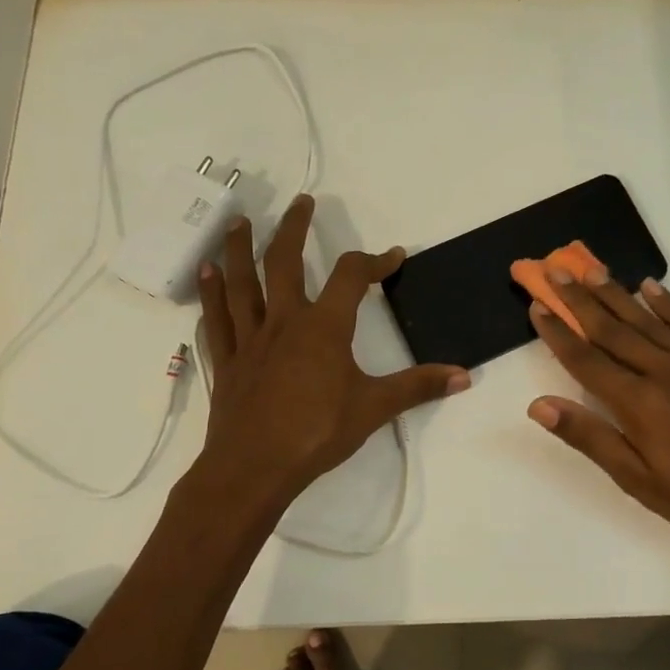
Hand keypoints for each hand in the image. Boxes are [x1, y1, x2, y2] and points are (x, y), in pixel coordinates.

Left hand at [195, 196, 467, 501]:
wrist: (253, 468)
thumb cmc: (317, 433)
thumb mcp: (375, 408)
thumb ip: (419, 386)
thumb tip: (464, 376)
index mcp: (323, 327)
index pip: (352, 277)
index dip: (375, 261)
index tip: (393, 256)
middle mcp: (284, 321)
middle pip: (284, 262)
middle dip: (294, 228)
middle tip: (301, 202)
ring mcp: (250, 339)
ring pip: (240, 282)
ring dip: (239, 249)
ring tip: (240, 222)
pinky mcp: (228, 361)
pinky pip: (216, 320)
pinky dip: (209, 295)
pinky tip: (205, 275)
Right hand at [525, 267, 669, 559]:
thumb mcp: (637, 480)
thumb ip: (590, 437)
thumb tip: (539, 404)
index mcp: (638, 403)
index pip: (586, 359)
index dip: (558, 332)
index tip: (537, 306)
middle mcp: (664, 372)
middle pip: (613, 329)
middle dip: (580, 299)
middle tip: (555, 270)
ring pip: (648, 319)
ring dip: (617, 293)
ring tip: (592, 269)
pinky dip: (668, 304)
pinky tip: (651, 287)